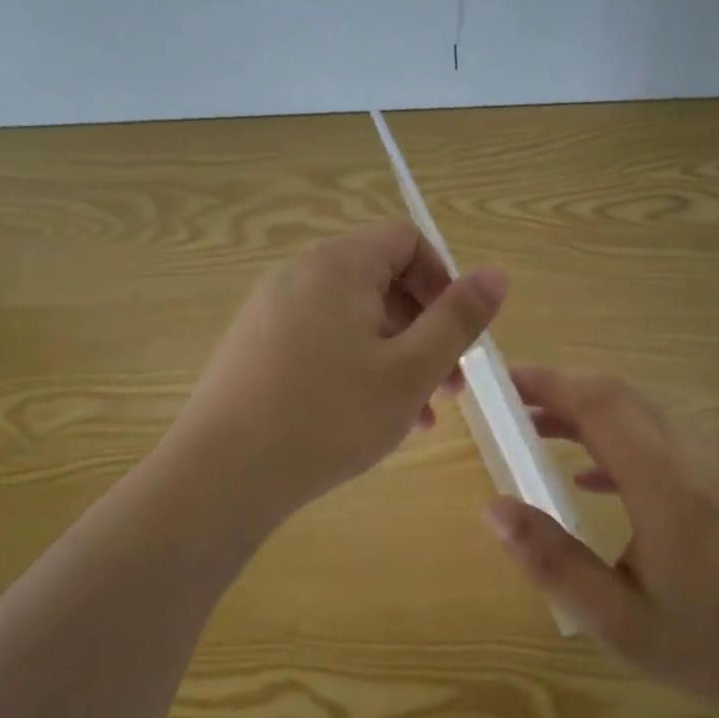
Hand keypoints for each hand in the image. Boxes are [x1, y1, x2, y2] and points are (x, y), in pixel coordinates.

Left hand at [168, 218, 506, 522]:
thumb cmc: (329, 418)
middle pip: (381, 278)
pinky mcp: (254, 346)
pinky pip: (321, 337)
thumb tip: (497, 273)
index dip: (442, 279)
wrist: (220, 477)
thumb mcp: (411, 370)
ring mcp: (270, 310)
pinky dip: (355, 364)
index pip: (406, 239)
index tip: (456, 334)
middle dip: (423, 326)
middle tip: (446, 385)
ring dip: (395, 353)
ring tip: (416, 414)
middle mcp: (300, 274)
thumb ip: (459, 318)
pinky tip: (369, 418)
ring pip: (353, 315)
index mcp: (338, 266)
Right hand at [486, 368, 718, 717]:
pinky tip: (598, 478)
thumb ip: (553, 561)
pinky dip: (625, 438)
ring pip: (645, 412)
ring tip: (543, 436)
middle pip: (620, 395)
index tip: (505, 383)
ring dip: (592, 415)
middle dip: (562, 393)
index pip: (599, 403)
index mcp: (668, 485)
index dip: (549, 383)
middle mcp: (698, 454)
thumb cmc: (716, 652)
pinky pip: (670, 436)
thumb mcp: (619, 624)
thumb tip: (495, 508)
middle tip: (514, 412)